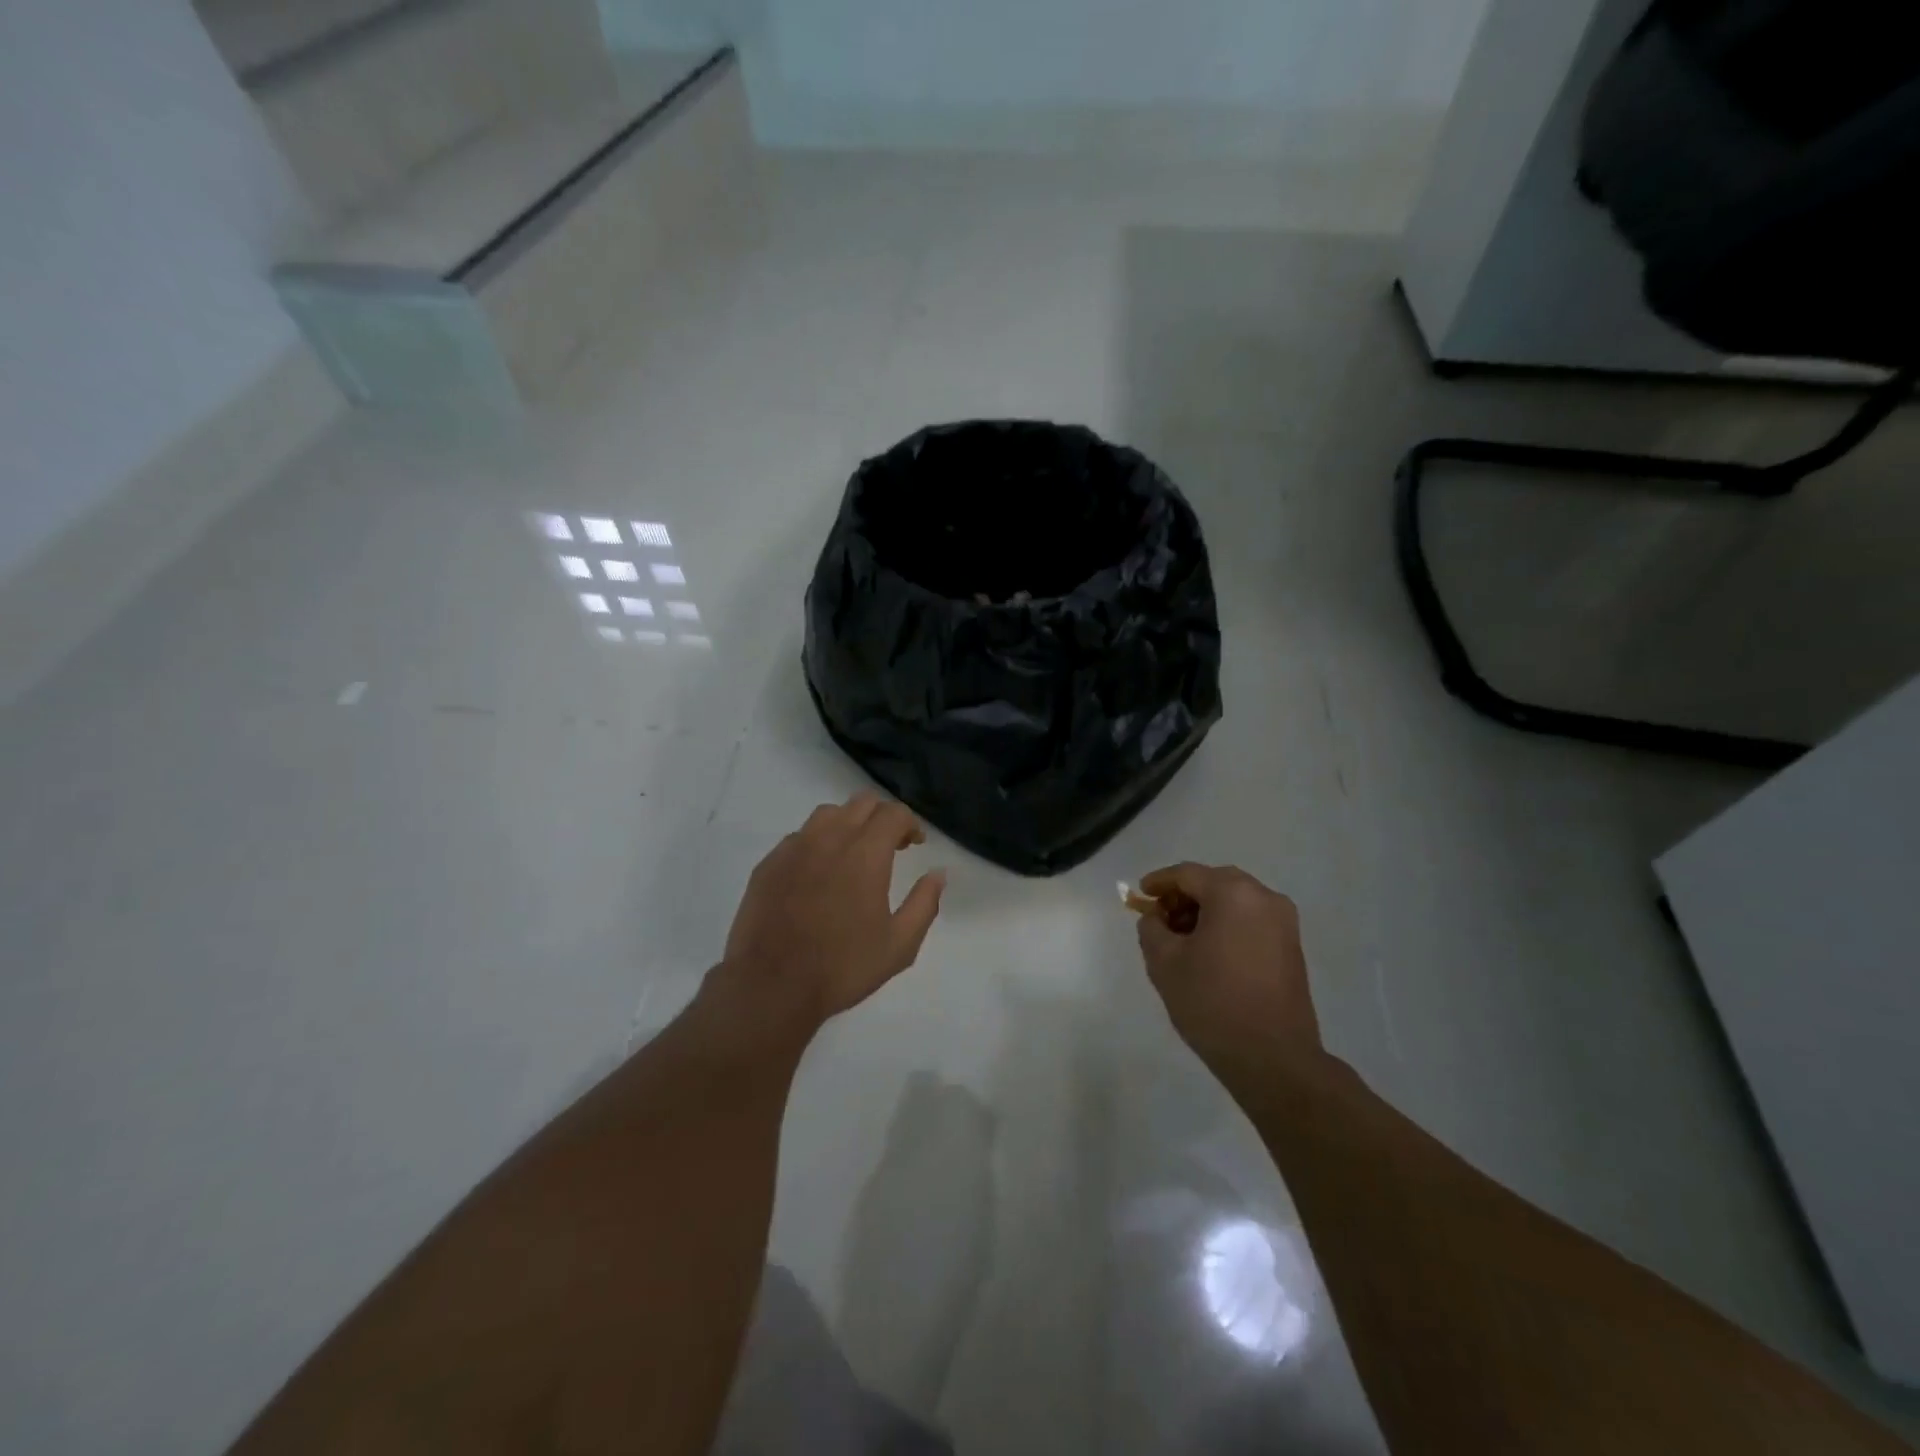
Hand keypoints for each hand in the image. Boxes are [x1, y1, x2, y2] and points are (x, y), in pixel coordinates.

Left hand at [713, 793, 946, 1035]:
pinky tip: (818, 873)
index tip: (915, 844)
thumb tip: (938, 874)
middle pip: (861, 803)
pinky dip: (817, 842)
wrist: (770, 986)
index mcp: (865, 854)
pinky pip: (799, 837)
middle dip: (882, 817)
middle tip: (890, 846)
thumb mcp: (899, 945)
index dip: (910, 823)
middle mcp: (829, 839)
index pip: (893, 813)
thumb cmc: (842, 967)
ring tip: (852, 853)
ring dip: (848, 823)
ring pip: (827, 814)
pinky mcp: (769, 863)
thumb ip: (924, 903)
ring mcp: (794, 848)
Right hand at [1136, 863, 1321, 1091]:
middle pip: (1214, 882)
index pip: (1187, 874)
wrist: (1273, 1058)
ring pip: (1235, 901)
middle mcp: (1264, 898)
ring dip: (1206, 911)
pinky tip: (1209, 952)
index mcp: (1233, 894)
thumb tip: (1157, 918)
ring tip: (1182, 939)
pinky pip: (1251, 920)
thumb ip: (1152, 928)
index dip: (1159, 882)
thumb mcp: (1164, 963)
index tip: (1140, 895)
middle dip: (1184, 896)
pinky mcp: (1292, 946)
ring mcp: (1284, 922)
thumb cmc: (1212, 1002)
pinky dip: (1227, 925)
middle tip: (1160, 919)